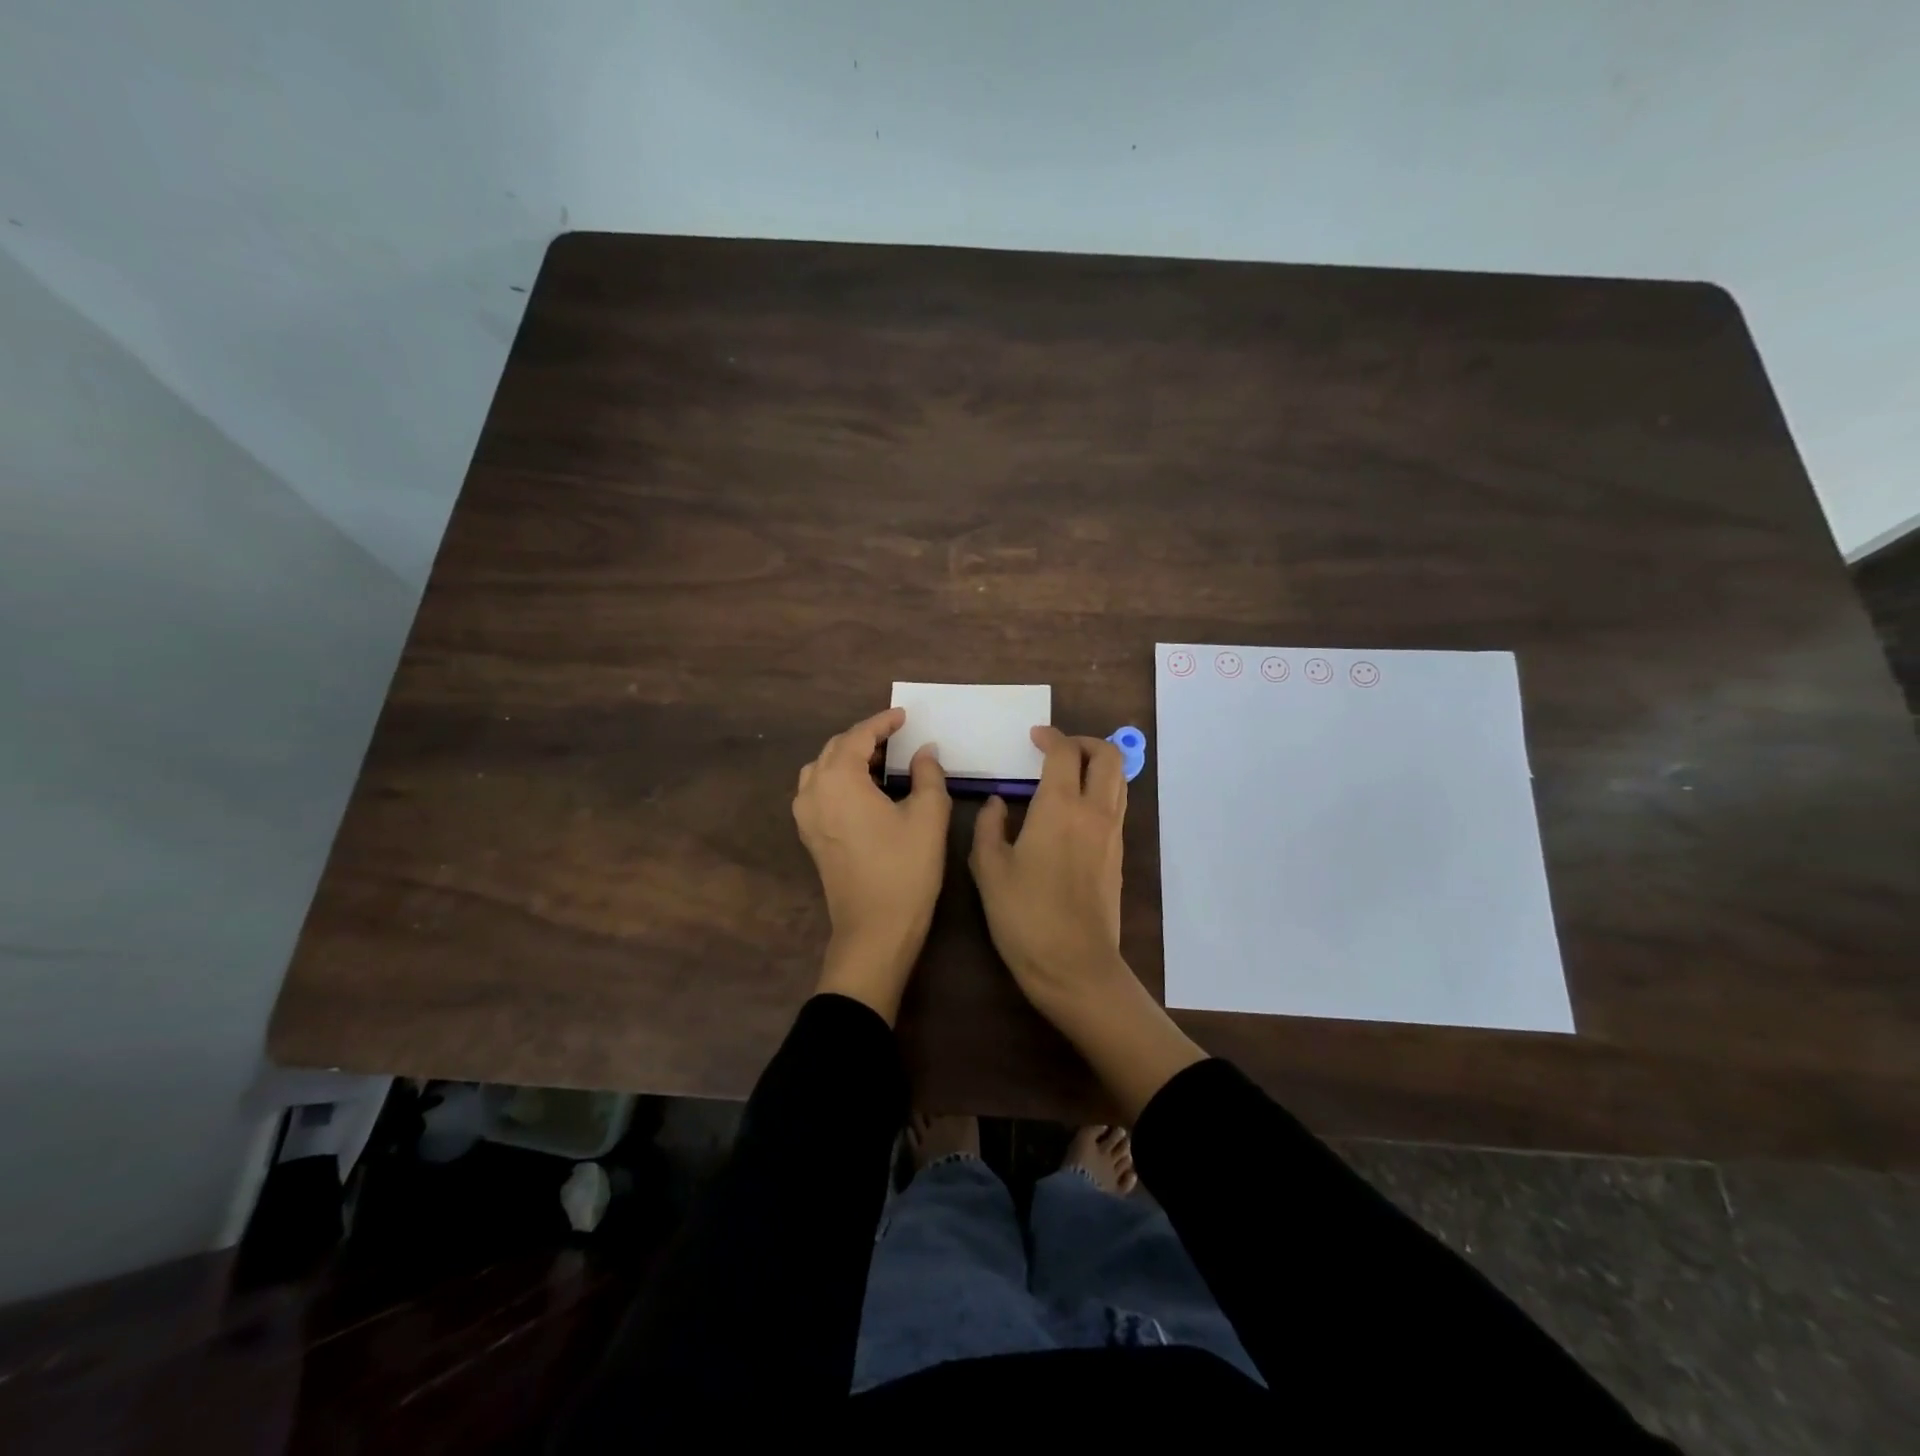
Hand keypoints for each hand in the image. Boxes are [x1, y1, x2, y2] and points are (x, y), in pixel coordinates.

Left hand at [793, 707, 949, 1021]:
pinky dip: (839, 779)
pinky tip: (865, 789)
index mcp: (838, 779)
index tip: (904, 716)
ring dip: (848, 757)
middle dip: (865, 737)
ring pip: (822, 769)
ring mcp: (806, 816)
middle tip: (897, 736)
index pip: (858, 736)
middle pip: (835, 749)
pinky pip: (819, 791)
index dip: (883, 722)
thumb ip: (927, 774)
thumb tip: (923, 751)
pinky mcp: (810, 836)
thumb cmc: (905, 868)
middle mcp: (813, 791)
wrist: (875, 929)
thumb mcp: (928, 815)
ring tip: (881, 760)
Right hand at [969, 727, 1129, 1017]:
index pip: (1065, 752)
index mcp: (1060, 807)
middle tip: (1057, 750)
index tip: (1033, 737)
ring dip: (1097, 766)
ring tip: (1066, 775)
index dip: (1050, 736)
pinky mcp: (1118, 856)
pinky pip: (1116, 806)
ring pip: (1119, 780)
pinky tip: (1071, 812)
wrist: (1074, 966)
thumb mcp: (989, 870)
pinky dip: (1100, 792)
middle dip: (1085, 742)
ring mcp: (1112, 834)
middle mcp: (1095, 812)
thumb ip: (989, 827)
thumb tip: (998, 803)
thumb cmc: (1024, 916)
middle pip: (1108, 756)